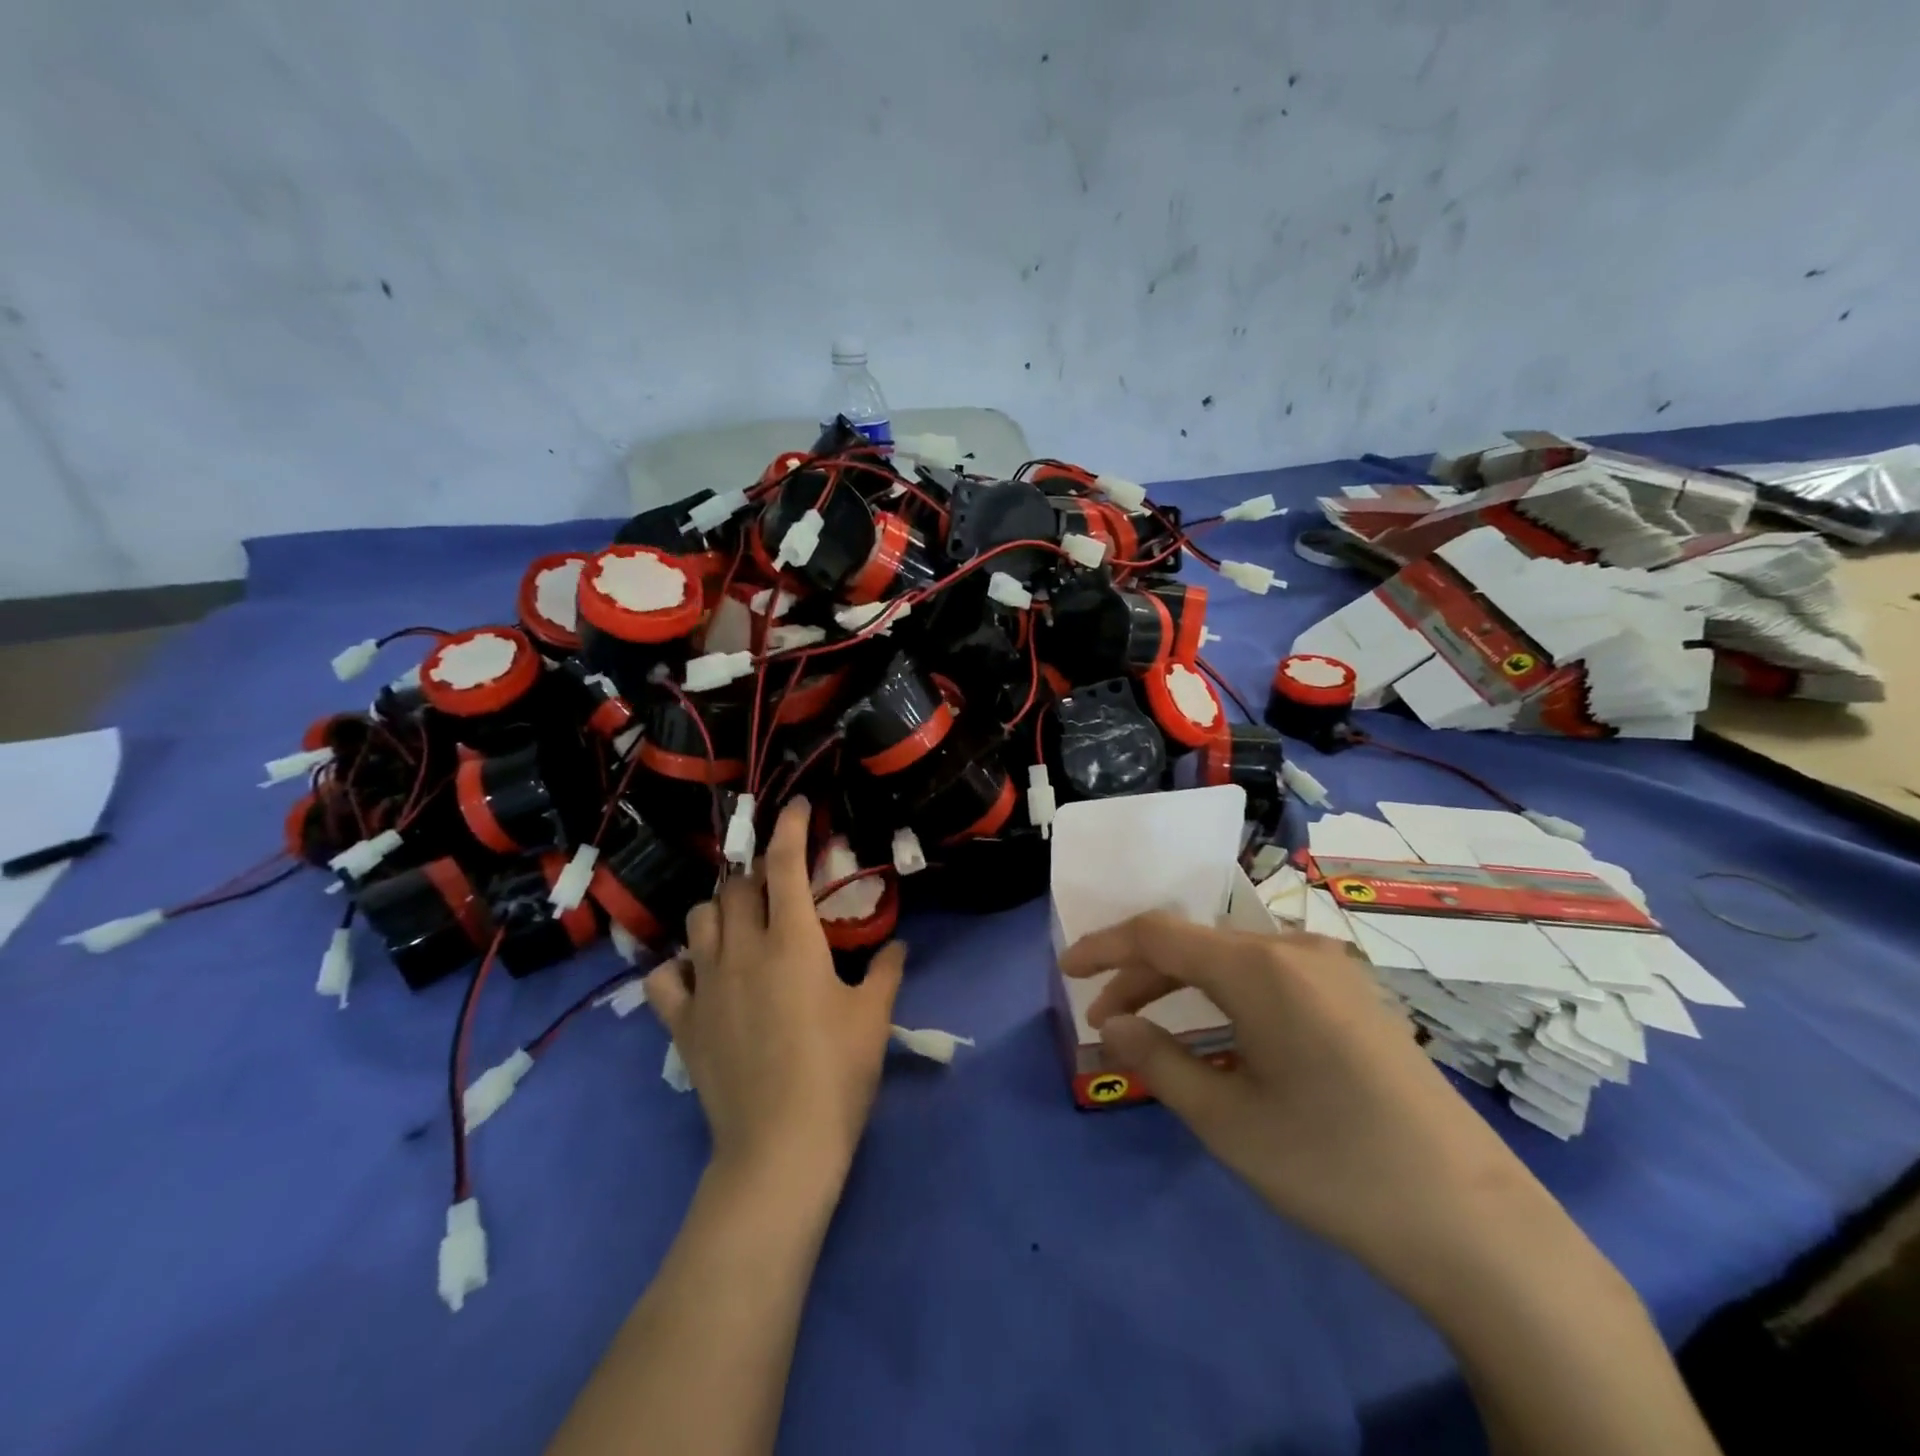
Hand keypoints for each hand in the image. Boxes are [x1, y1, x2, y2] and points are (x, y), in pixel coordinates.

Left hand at [646, 798, 904, 1192]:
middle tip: (777, 886)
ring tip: (740, 922)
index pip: (784, 864)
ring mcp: (706, 985)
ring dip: (719, 910)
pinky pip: (665, 976)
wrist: (781, 1146)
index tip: (795, 806)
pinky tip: (697, 972)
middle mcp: (742, 950)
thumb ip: (887, 971)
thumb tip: (897, 944)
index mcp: (792, 941)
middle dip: (755, 874)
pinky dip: (678, 964)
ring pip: (698, 919)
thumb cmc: (837, 1073)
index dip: (789, 827)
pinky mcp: (683, 1022)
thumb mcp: (873, 1017)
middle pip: (735, 886)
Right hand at [1061, 914, 1565, 1300]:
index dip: (1104, 946)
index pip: (1157, 934)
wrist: (1472, 1220)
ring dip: (1183, 985)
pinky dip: (1226, 993)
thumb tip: (1112, 1023)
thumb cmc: (1330, 1164)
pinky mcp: (1355, 995)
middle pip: (1195, 944)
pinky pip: (1270, 975)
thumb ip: (1156, 1059)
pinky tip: (1219, 1031)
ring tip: (1151, 1028)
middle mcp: (1295, 949)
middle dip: (1140, 975)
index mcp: (1259, 966)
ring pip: (1232, 958)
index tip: (1065, 971)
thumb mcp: (1226, 1119)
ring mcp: (1332, 969)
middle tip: (1106, 1022)